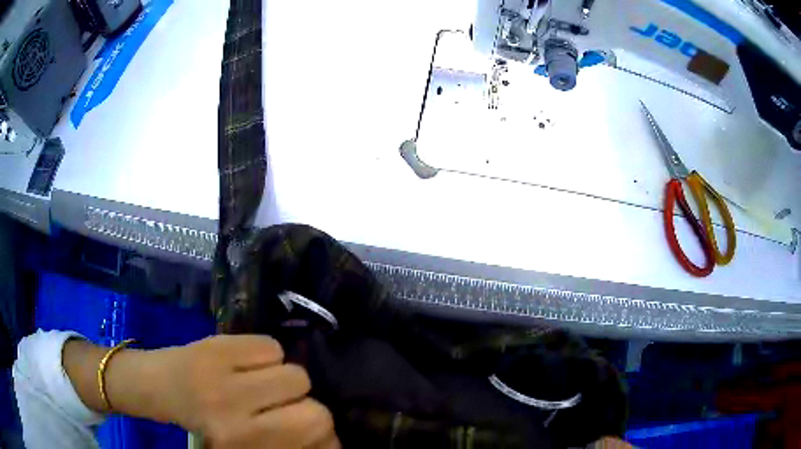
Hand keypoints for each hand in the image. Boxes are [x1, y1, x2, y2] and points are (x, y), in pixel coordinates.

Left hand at [139, 335, 338, 447]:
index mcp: (242, 438)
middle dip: (303, 401)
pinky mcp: (217, 343)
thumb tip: (333, 439)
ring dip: (285, 378)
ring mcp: (223, 371)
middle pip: (307, 393)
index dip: (323, 427)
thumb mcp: (247, 443)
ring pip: (293, 369)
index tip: (315, 431)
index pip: (312, 423)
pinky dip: (268, 356)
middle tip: (284, 404)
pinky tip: (248, 364)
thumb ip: (288, 441)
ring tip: (262, 383)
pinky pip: (271, 346)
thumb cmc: (206, 422)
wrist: (159, 384)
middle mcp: (233, 408)